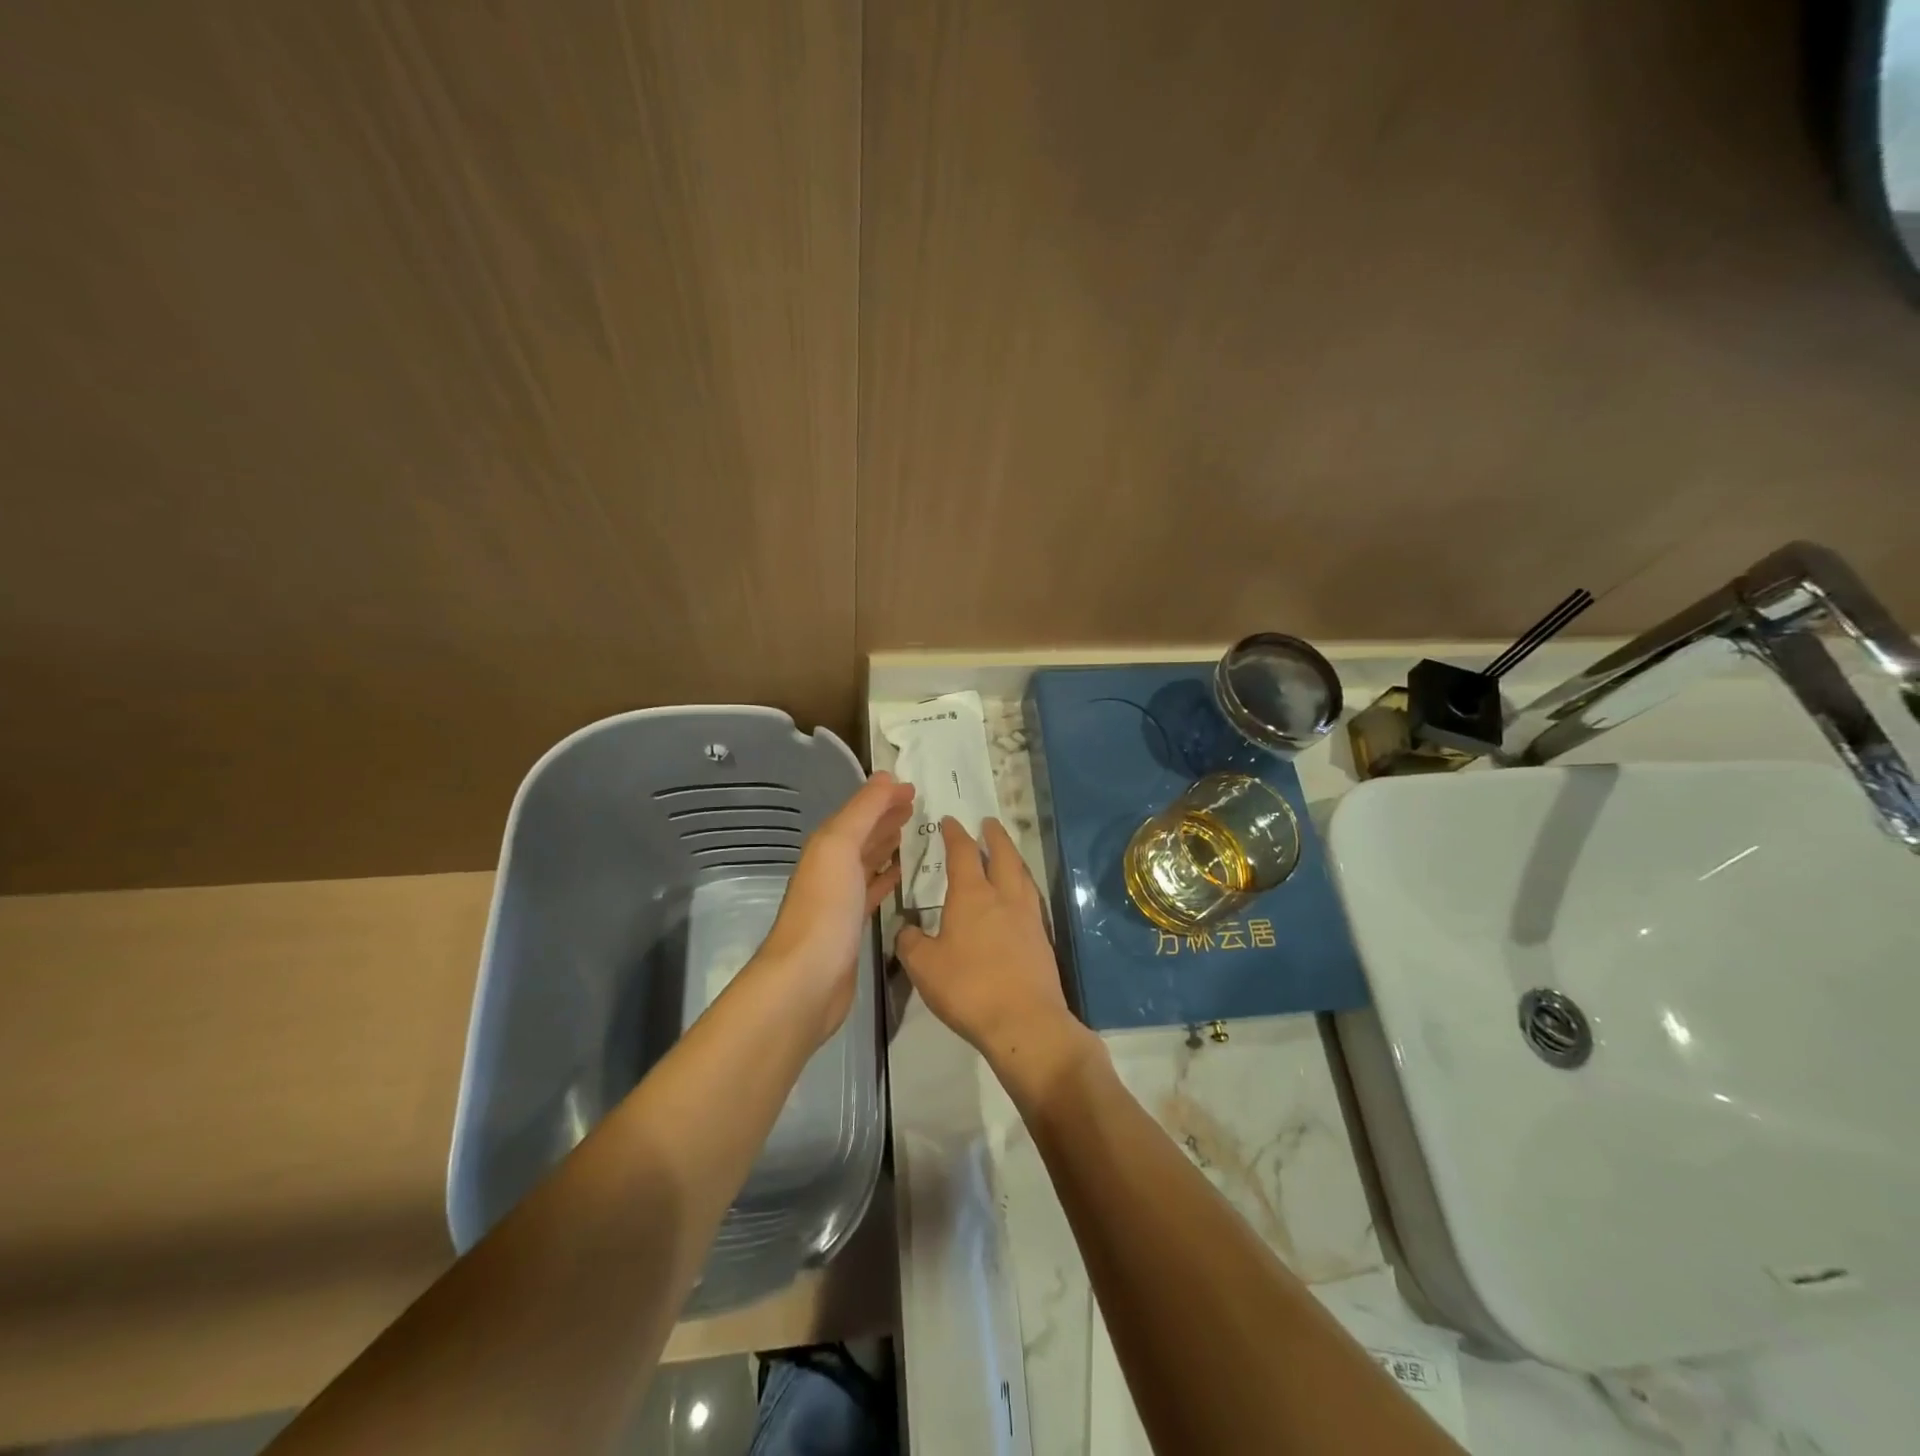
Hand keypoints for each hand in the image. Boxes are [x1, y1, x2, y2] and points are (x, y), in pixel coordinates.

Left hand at [757, 771, 914, 1045]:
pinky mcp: (852, 927)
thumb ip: (863, 811)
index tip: (913, 787)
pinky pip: (872, 892)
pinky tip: (901, 876)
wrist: (806, 979)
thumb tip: (886, 777)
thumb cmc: (825, 908)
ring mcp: (840, 899)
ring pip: (868, 861)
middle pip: (862, 834)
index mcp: (826, 846)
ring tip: (914, 834)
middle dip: (886, 817)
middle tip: (918, 806)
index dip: (883, 797)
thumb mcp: (840, 846)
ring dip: (887, 845)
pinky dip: (886, 879)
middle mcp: (831, 868)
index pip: (859, 812)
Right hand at [894, 818, 1084, 1072]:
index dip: (955, 834)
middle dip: (994, 836)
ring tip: (1006, 853)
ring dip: (1012, 857)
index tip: (950, 821)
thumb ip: (910, 942)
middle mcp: (1004, 897)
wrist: (1024, 1021)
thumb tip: (906, 928)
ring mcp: (1028, 917)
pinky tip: (1018, 897)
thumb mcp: (924, 967)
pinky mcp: (1042, 939)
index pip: (963, 853)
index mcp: (972, 895)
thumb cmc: (968, 988)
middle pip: (1003, 854)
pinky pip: (1032, 899)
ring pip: (1022, 874)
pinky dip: (1022, 886)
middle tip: (988, 823)